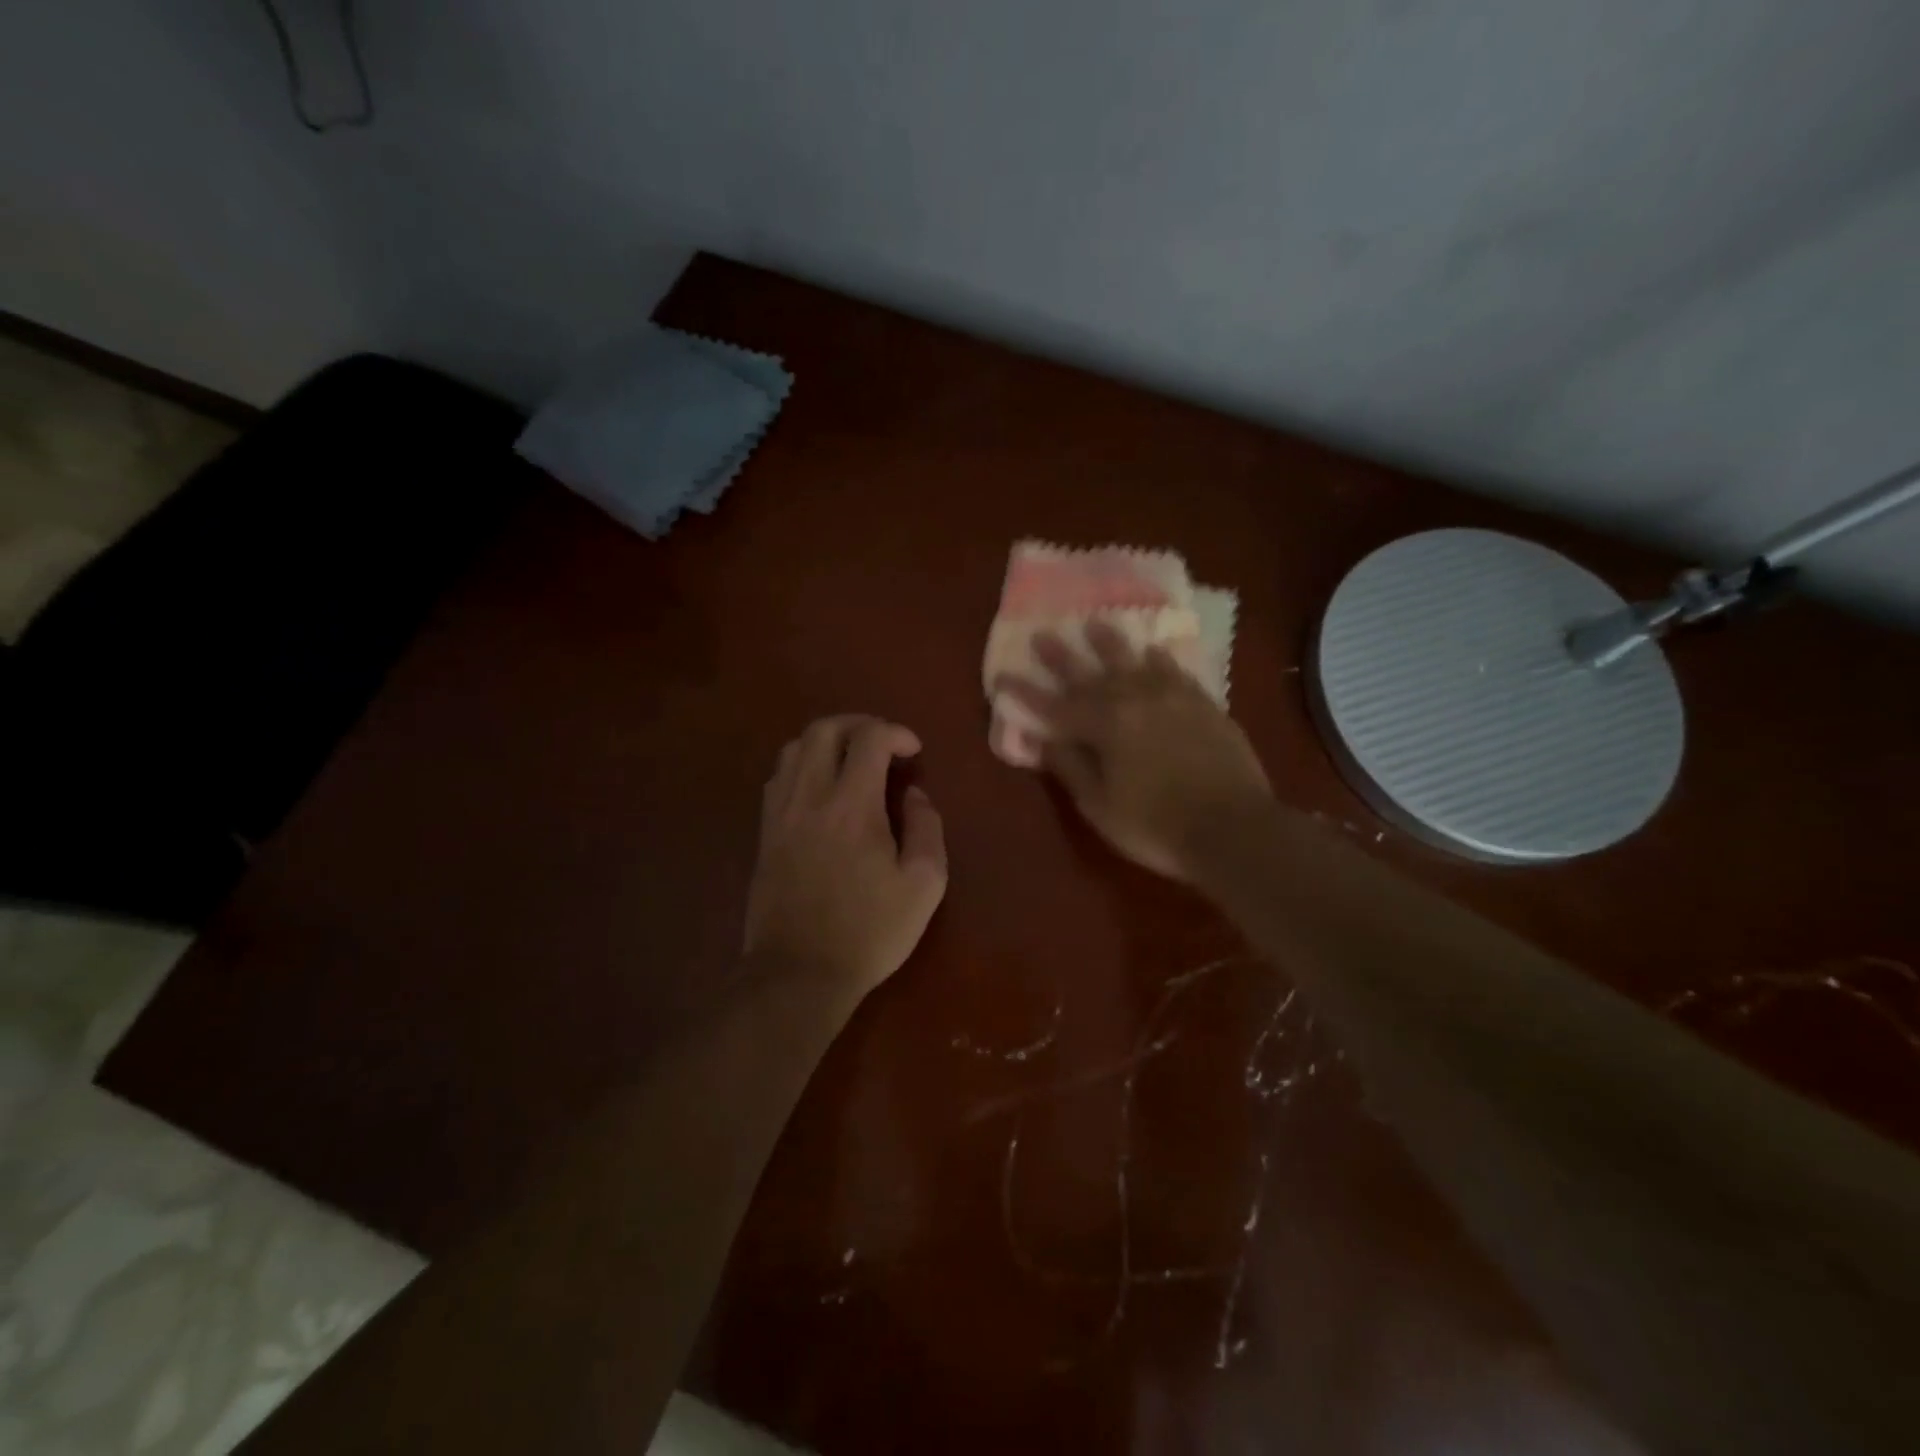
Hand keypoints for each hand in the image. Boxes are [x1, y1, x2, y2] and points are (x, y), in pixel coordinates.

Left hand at [745, 715, 948, 1000]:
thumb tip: (915, 795)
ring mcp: (780, 813)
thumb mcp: (924, 885)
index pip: (869, 738)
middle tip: (883, 743)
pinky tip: (821, 789)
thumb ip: (927, 828)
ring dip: (827, 741)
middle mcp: (810, 796)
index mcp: (852, 806)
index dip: (895, 732)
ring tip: (852, 760)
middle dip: (859, 724)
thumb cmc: (869, 931)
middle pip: (824, 729)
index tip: (913, 752)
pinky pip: (779, 777)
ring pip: (795, 748)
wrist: (798, 973)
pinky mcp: (765, 832)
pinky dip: (804, 765)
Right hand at [997, 623, 1270, 879]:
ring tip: (1095, 623)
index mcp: (1105, 726)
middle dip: (1062, 657)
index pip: (1054, 706)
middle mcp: (1135, 700)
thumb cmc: (1157, 826)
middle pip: (1090, 674)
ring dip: (1110, 644)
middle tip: (1042, 634)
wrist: (1235, 828)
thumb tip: (1045, 740)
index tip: (1002, 676)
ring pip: (1134, 662)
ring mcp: (1172, 698)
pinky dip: (1159, 660)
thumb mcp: (1100, 807)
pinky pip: (1174, 672)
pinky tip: (1153, 651)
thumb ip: (1071, 768)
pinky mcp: (1203, 704)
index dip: (1025, 693)